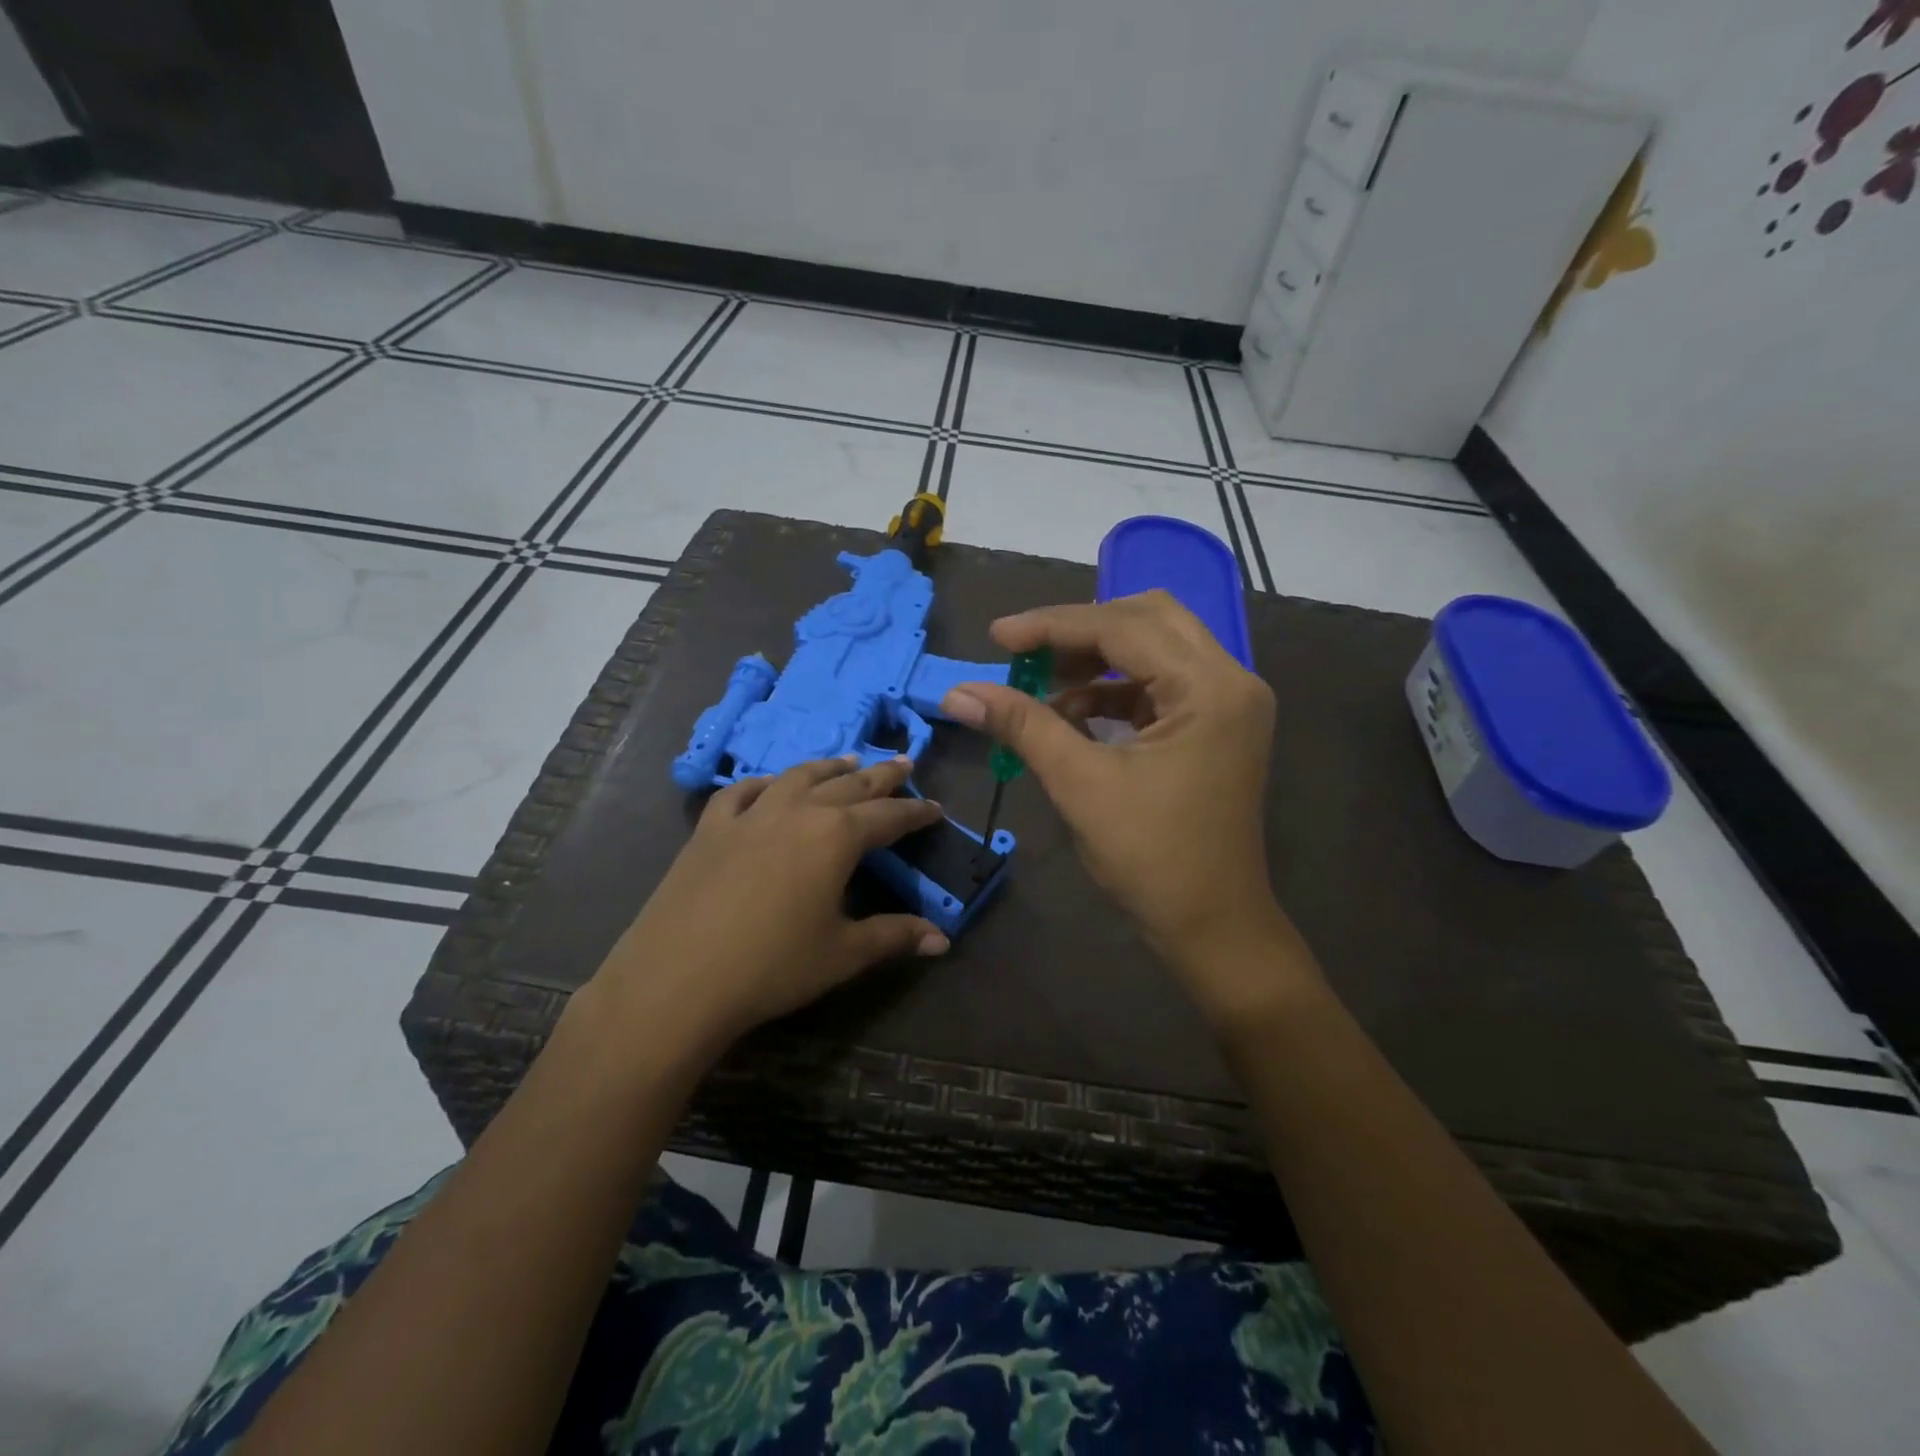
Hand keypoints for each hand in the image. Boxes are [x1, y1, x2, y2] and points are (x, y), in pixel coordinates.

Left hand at [592, 756, 948, 1050]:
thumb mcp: (843, 954)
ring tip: (848, 763)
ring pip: (798, 777)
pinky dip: (764, 783)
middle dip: (881, 776)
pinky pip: (742, 791)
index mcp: (836, 836)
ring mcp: (750, 814)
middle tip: (904, 764)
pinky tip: (771, 786)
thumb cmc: (772, 966)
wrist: (678, 979)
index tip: (936, 808)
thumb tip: (943, 940)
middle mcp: (797, 811)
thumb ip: (895, 937)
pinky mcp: (711, 828)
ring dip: (829, 768)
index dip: (916, 814)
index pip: (888, 817)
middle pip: (849, 785)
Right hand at [943, 591, 1309, 1019]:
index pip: (1124, 628)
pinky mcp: (1216, 725)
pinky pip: (1159, 684)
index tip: (998, 636)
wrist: (1212, 926)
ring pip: (1155, 647)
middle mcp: (1231, 680)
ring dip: (1096, 660)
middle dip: (1080, 632)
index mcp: (1209, 689)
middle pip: (1148, 619)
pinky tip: (1071, 713)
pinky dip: (1114, 690)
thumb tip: (958, 693)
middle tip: (1025, 652)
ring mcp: (1228, 703)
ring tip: (1041, 687)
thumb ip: (1022, 726)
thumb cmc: (1151, 859)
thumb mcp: (1080, 785)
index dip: (1053, 626)